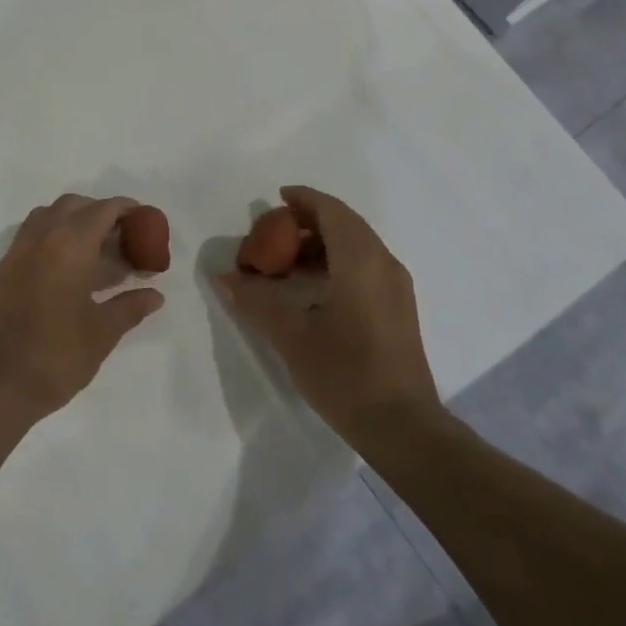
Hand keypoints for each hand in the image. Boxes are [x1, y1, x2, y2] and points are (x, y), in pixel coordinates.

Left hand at [0, 195, 164, 419]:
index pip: (103, 210)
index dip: (128, 211)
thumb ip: (130, 308)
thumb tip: (155, 296)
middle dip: (101, 214)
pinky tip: (73, 271)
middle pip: (75, 206)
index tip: (147, 223)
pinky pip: (34, 237)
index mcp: (69, 244)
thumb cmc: (54, 356)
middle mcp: (41, 237)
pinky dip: (56, 239)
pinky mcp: (4, 270)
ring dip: (76, 224)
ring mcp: (18, 252)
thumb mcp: (101, 333)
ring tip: (100, 255)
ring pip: (50, 218)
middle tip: (125, 240)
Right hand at [213, 185, 438, 438]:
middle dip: (307, 222)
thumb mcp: (291, 337)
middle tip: (272, 236)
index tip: (275, 199)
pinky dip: (335, 262)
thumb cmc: (345, 374)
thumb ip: (255, 301)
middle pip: (344, 224)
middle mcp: (383, 263)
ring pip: (356, 245)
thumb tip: (223, 277)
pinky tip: (310, 289)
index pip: (331, 210)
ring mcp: (395, 286)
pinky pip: (364, 265)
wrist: (403, 427)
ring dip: (320, 245)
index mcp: (360, 260)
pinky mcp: (398, 307)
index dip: (303, 199)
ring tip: (284, 265)